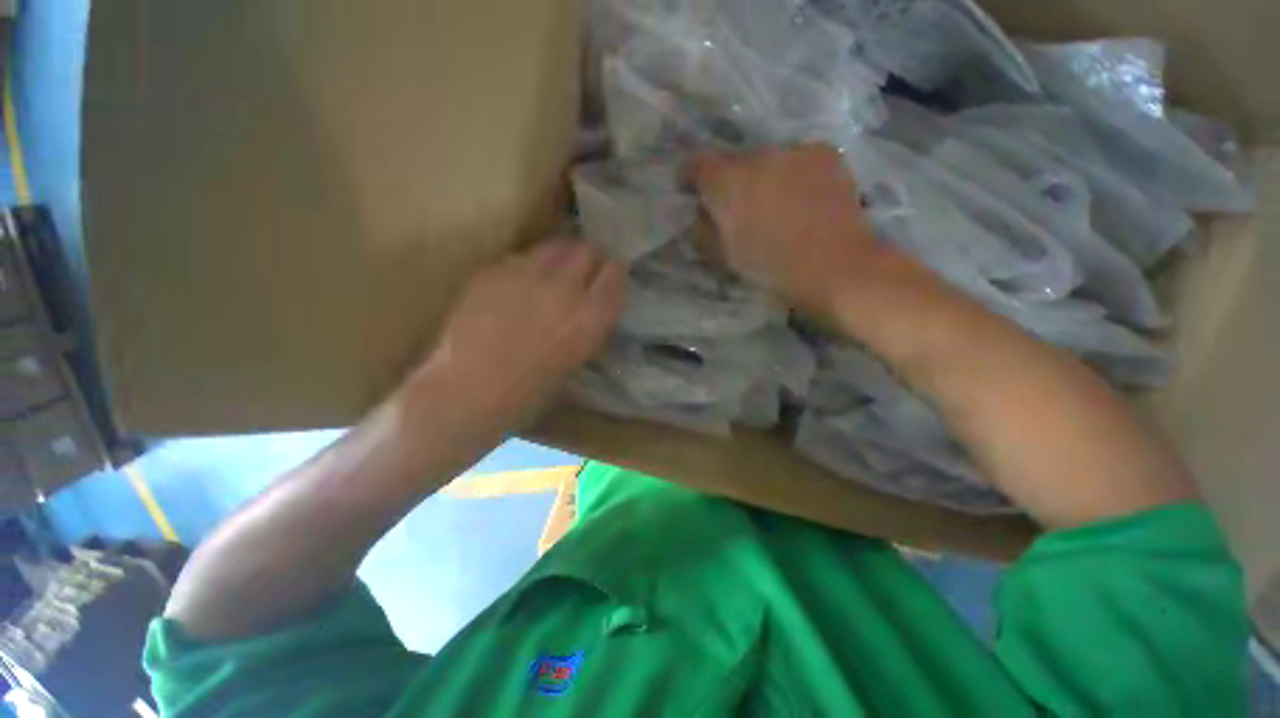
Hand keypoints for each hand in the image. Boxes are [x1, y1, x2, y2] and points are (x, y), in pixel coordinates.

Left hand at [405, 239, 625, 433]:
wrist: (466, 392)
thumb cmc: (527, 393)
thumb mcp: (574, 359)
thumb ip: (586, 326)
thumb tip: (589, 302)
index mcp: (589, 319)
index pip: (614, 274)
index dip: (612, 272)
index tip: (608, 274)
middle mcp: (564, 290)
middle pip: (586, 250)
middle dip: (588, 258)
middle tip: (581, 270)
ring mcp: (527, 275)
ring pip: (555, 246)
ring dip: (560, 256)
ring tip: (551, 272)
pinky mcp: (495, 270)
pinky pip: (522, 257)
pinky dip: (528, 266)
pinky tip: (517, 286)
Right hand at [690, 144, 896, 312]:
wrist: (835, 266)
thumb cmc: (772, 268)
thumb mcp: (725, 257)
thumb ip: (704, 232)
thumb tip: (700, 216)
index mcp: (727, 183)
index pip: (696, 163)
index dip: (690, 177)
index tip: (692, 191)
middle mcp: (757, 156)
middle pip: (734, 162)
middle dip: (731, 181)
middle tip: (740, 207)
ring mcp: (794, 151)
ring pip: (768, 160)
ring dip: (764, 177)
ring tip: (777, 204)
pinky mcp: (823, 153)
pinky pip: (798, 159)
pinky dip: (794, 175)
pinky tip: (805, 198)